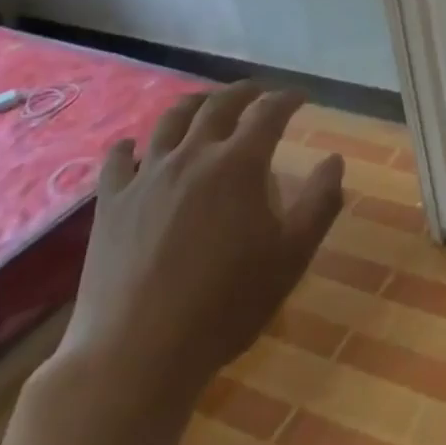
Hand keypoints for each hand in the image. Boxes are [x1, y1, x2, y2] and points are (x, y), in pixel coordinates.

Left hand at [59, 84, 345, 405]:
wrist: (137, 352)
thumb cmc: (226, 304)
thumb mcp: (292, 256)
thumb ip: (320, 202)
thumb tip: (335, 160)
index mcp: (239, 164)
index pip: (269, 112)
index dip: (288, 98)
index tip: (301, 97)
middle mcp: (193, 156)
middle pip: (218, 105)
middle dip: (243, 92)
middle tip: (257, 91)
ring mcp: (146, 176)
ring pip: (170, 121)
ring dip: (194, 104)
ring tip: (206, 104)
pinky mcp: (111, 203)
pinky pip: (118, 159)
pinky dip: (131, 144)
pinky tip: (135, 145)